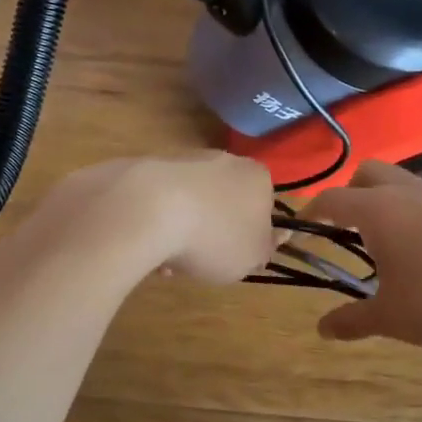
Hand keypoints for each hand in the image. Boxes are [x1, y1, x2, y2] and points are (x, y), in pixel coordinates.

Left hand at [53, 152, 275, 284]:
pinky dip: (155, 224)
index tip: (234, 258)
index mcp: (257, 177)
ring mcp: (183, 159)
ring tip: (166, 262)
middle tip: (200, 262)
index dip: (249, 236)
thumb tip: (276, 236)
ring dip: (181, 233)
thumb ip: (266, 248)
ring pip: (189, 205)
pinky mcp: (148, 167)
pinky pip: (159, 202)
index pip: (261, 207)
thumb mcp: (251, 256)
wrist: (148, 209)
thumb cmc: (213, 236)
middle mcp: (223, 159)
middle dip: (211, 234)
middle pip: (223, 204)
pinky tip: (146, 245)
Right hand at [306, 160, 421, 345]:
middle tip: (347, 229)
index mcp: (377, 211)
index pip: (332, 198)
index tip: (304, 229)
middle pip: (366, 172)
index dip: (312, 212)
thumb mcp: (392, 318)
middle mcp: (405, 191)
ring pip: (400, 180)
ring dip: (384, 199)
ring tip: (387, 239)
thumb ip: (353, 321)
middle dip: (350, 193)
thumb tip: (322, 330)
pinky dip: (414, 209)